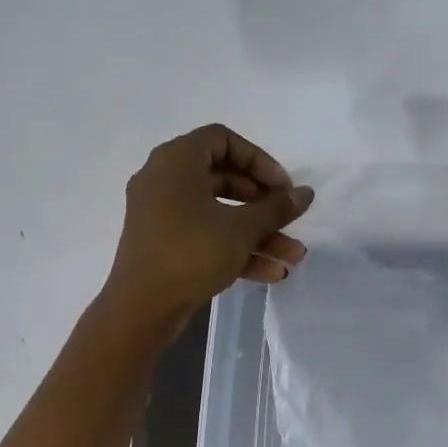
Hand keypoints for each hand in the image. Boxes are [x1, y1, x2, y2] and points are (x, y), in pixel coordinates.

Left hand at [102, 124, 312, 331]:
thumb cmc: (191, 253)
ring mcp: (162, 214)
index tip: (282, 188)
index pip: (223, 139)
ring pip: (218, 214)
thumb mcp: (241, 229)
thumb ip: (276, 208)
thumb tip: (306, 193)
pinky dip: (235, 249)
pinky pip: (205, 236)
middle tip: (289, 218)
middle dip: (263, 204)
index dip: (259, 160)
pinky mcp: (164, 244)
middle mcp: (164, 180)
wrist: (141, 307)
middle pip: (224, 178)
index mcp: (176, 160)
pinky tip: (271, 273)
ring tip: (292, 257)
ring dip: (257, 234)